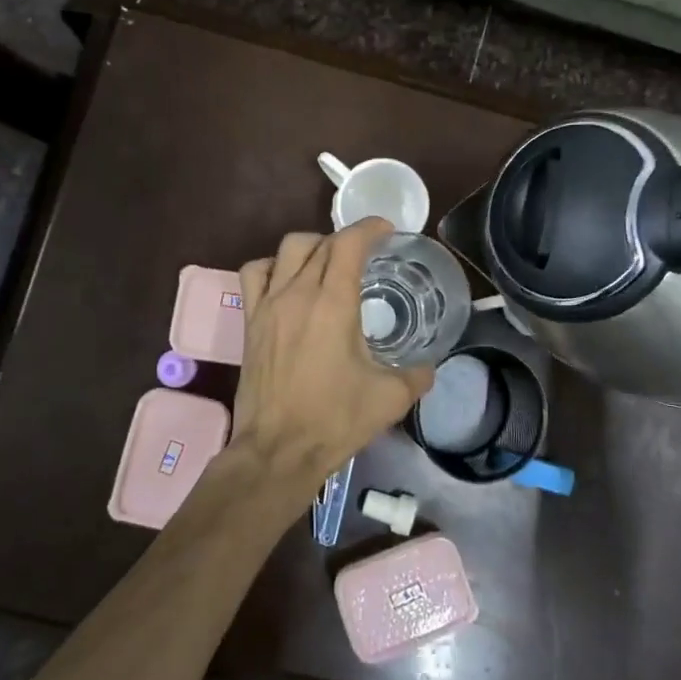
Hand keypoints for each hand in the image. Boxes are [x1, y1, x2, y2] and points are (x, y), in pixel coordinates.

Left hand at [225, 218, 433, 511]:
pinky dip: (272, 266)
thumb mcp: (390, 398)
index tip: (387, 230)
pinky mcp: (250, 322)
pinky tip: (287, 281)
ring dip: (311, 247)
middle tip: (365, 254)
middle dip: (346, 239)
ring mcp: (268, 305)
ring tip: (326, 263)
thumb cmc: (335, 420)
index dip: (369, 228)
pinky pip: (254, 274)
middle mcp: (298, 293)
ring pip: (286, 250)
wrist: (277, 450)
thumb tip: (430, 367)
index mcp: (333, 303)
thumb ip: (417, 375)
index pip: (349, 244)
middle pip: (319, 242)